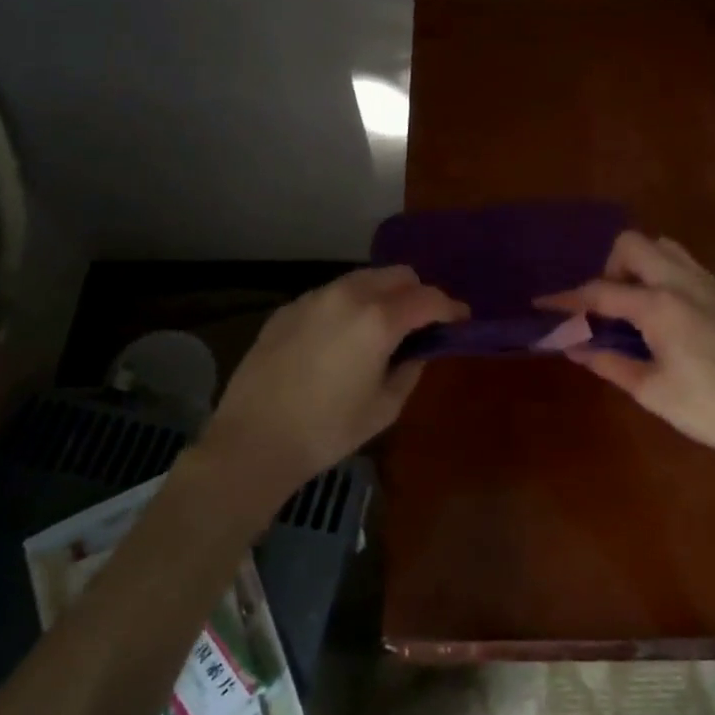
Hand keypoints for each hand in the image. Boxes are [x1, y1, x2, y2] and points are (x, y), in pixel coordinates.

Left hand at [201, 267, 464, 495]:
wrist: (253, 440)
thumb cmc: (327, 430)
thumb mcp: (384, 407)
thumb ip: (410, 369)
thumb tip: (419, 350)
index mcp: (378, 319)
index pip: (428, 298)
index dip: (451, 307)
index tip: (461, 319)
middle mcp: (347, 295)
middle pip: (397, 275)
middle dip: (417, 293)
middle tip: (422, 323)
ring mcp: (313, 298)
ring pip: (362, 279)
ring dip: (382, 295)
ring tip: (381, 327)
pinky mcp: (288, 309)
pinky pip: (330, 295)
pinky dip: (348, 306)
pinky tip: (340, 338)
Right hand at [540, 231, 714, 462]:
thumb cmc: (709, 408)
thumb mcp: (651, 391)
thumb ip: (609, 362)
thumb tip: (573, 346)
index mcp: (660, 306)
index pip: (601, 291)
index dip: (568, 298)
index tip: (543, 302)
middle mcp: (682, 282)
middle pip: (632, 244)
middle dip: (608, 267)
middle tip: (605, 306)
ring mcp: (708, 282)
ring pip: (661, 247)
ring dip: (638, 265)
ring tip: (632, 305)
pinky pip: (684, 263)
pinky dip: (662, 272)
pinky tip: (662, 311)